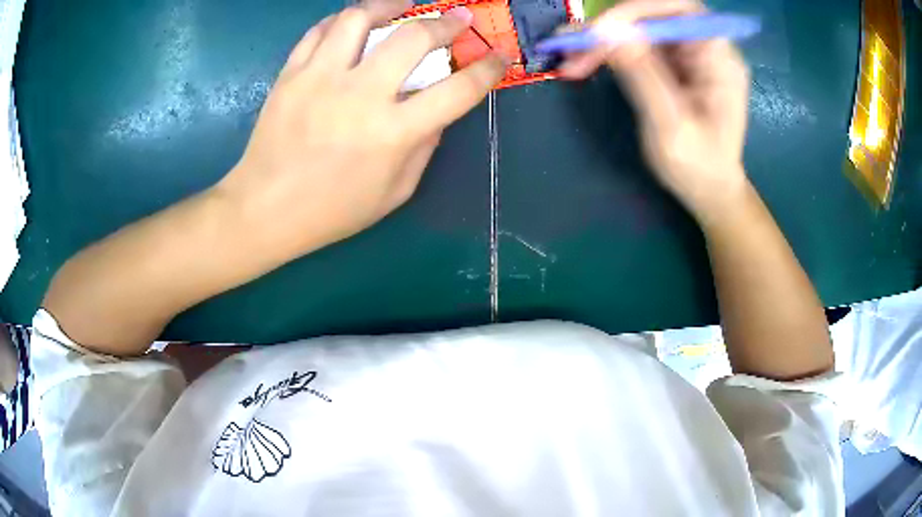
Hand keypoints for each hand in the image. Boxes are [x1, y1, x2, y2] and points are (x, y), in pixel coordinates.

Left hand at [219, 0, 506, 253]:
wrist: (264, 210)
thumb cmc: (332, 210)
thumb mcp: (394, 193)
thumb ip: (424, 148)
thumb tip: (437, 112)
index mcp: (393, 133)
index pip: (458, 90)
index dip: (487, 69)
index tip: (498, 56)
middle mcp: (360, 95)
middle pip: (413, 37)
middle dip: (446, 23)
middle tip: (457, 19)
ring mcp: (320, 79)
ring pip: (359, 18)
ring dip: (388, 5)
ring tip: (401, 6)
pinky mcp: (291, 74)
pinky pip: (319, 31)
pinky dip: (342, 20)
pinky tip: (354, 24)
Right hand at [560, 0, 750, 221]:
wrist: (708, 192)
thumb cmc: (698, 167)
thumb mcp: (671, 125)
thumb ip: (643, 76)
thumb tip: (608, 33)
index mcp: (718, 57)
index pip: (677, 10)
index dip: (637, 11)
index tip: (600, 30)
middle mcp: (703, 48)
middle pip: (652, 16)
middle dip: (611, 28)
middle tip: (571, 46)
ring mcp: (685, 56)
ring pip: (638, 30)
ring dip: (602, 41)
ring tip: (570, 61)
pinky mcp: (670, 66)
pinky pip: (635, 47)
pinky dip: (608, 53)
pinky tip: (585, 65)